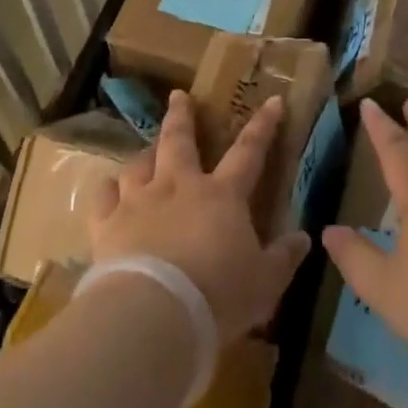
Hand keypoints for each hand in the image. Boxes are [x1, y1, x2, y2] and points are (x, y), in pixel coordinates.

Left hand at [87, 91, 310, 342]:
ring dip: (145, 154)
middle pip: (179, 140)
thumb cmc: (218, 295)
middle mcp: (178, 186)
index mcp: (222, 196)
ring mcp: (139, 201)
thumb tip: (303, 237)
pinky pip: (104, 195)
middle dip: (182, 115)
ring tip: (147, 151)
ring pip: (139, 163)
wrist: (154, 313)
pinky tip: (109, 189)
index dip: (263, 126)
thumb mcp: (265, 283)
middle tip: (179, 95)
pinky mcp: (107, 223)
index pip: (248, 152)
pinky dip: (108, 189)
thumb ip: (283, 257)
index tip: (272, 101)